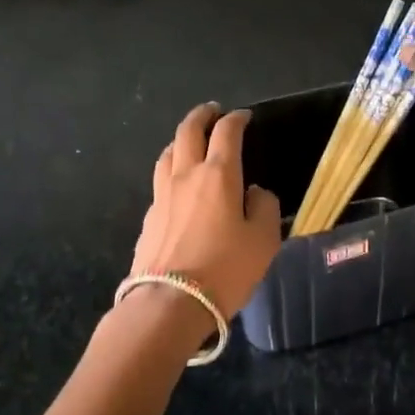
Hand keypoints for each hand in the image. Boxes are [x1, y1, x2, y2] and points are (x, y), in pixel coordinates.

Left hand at [129, 104, 282, 319]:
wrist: (169, 303)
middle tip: (213, 111)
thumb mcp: (264, 240)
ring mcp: (161, 195)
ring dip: (181, 140)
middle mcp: (186, 175)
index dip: (237, 119)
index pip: (226, 132)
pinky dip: (172, 171)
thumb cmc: (225, 269)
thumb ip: (265, 208)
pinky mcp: (148, 217)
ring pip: (167, 152)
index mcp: (219, 175)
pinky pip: (160, 181)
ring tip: (191, 142)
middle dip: (202, 115)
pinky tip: (179, 186)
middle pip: (188, 131)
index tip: (245, 116)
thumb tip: (254, 193)